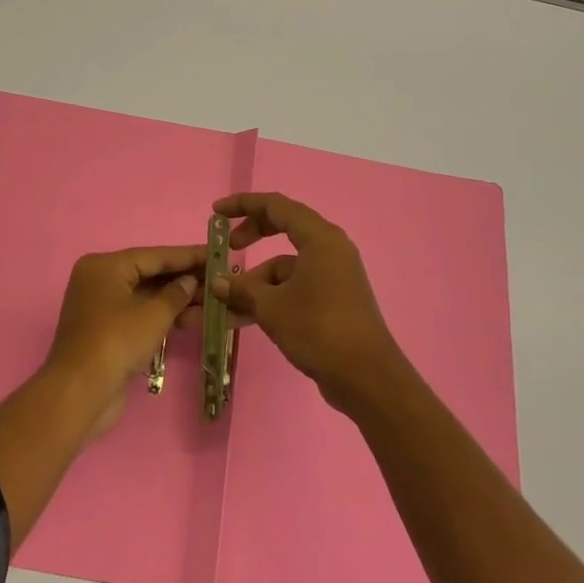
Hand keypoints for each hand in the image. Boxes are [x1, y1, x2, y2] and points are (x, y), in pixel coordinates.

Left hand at [45, 245, 203, 439]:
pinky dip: (162, 316)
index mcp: (105, 266)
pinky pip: (139, 315)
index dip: (188, 256)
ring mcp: (101, 307)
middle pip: (149, 274)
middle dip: (184, 279)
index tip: (215, 253)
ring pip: (146, 296)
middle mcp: (100, 280)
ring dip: (177, 300)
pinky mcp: (106, 331)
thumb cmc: (116, 342)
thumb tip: (190, 282)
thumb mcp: (153, 315)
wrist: (80, 393)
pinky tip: (191, 318)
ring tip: (212, 301)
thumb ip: (176, 294)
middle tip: (218, 278)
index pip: (154, 255)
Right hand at [213, 193, 404, 413]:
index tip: (217, 213)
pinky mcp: (335, 298)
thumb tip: (218, 284)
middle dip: (252, 236)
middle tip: (228, 248)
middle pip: (284, 228)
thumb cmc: (318, 329)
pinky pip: (297, 284)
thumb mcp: (271, 307)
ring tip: (230, 303)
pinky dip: (274, 295)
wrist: (366, 377)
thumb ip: (242, 289)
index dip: (244, 205)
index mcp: (319, 237)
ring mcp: (335, 273)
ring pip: (288, 264)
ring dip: (259, 279)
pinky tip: (249, 318)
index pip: (276, 205)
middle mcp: (330, 248)